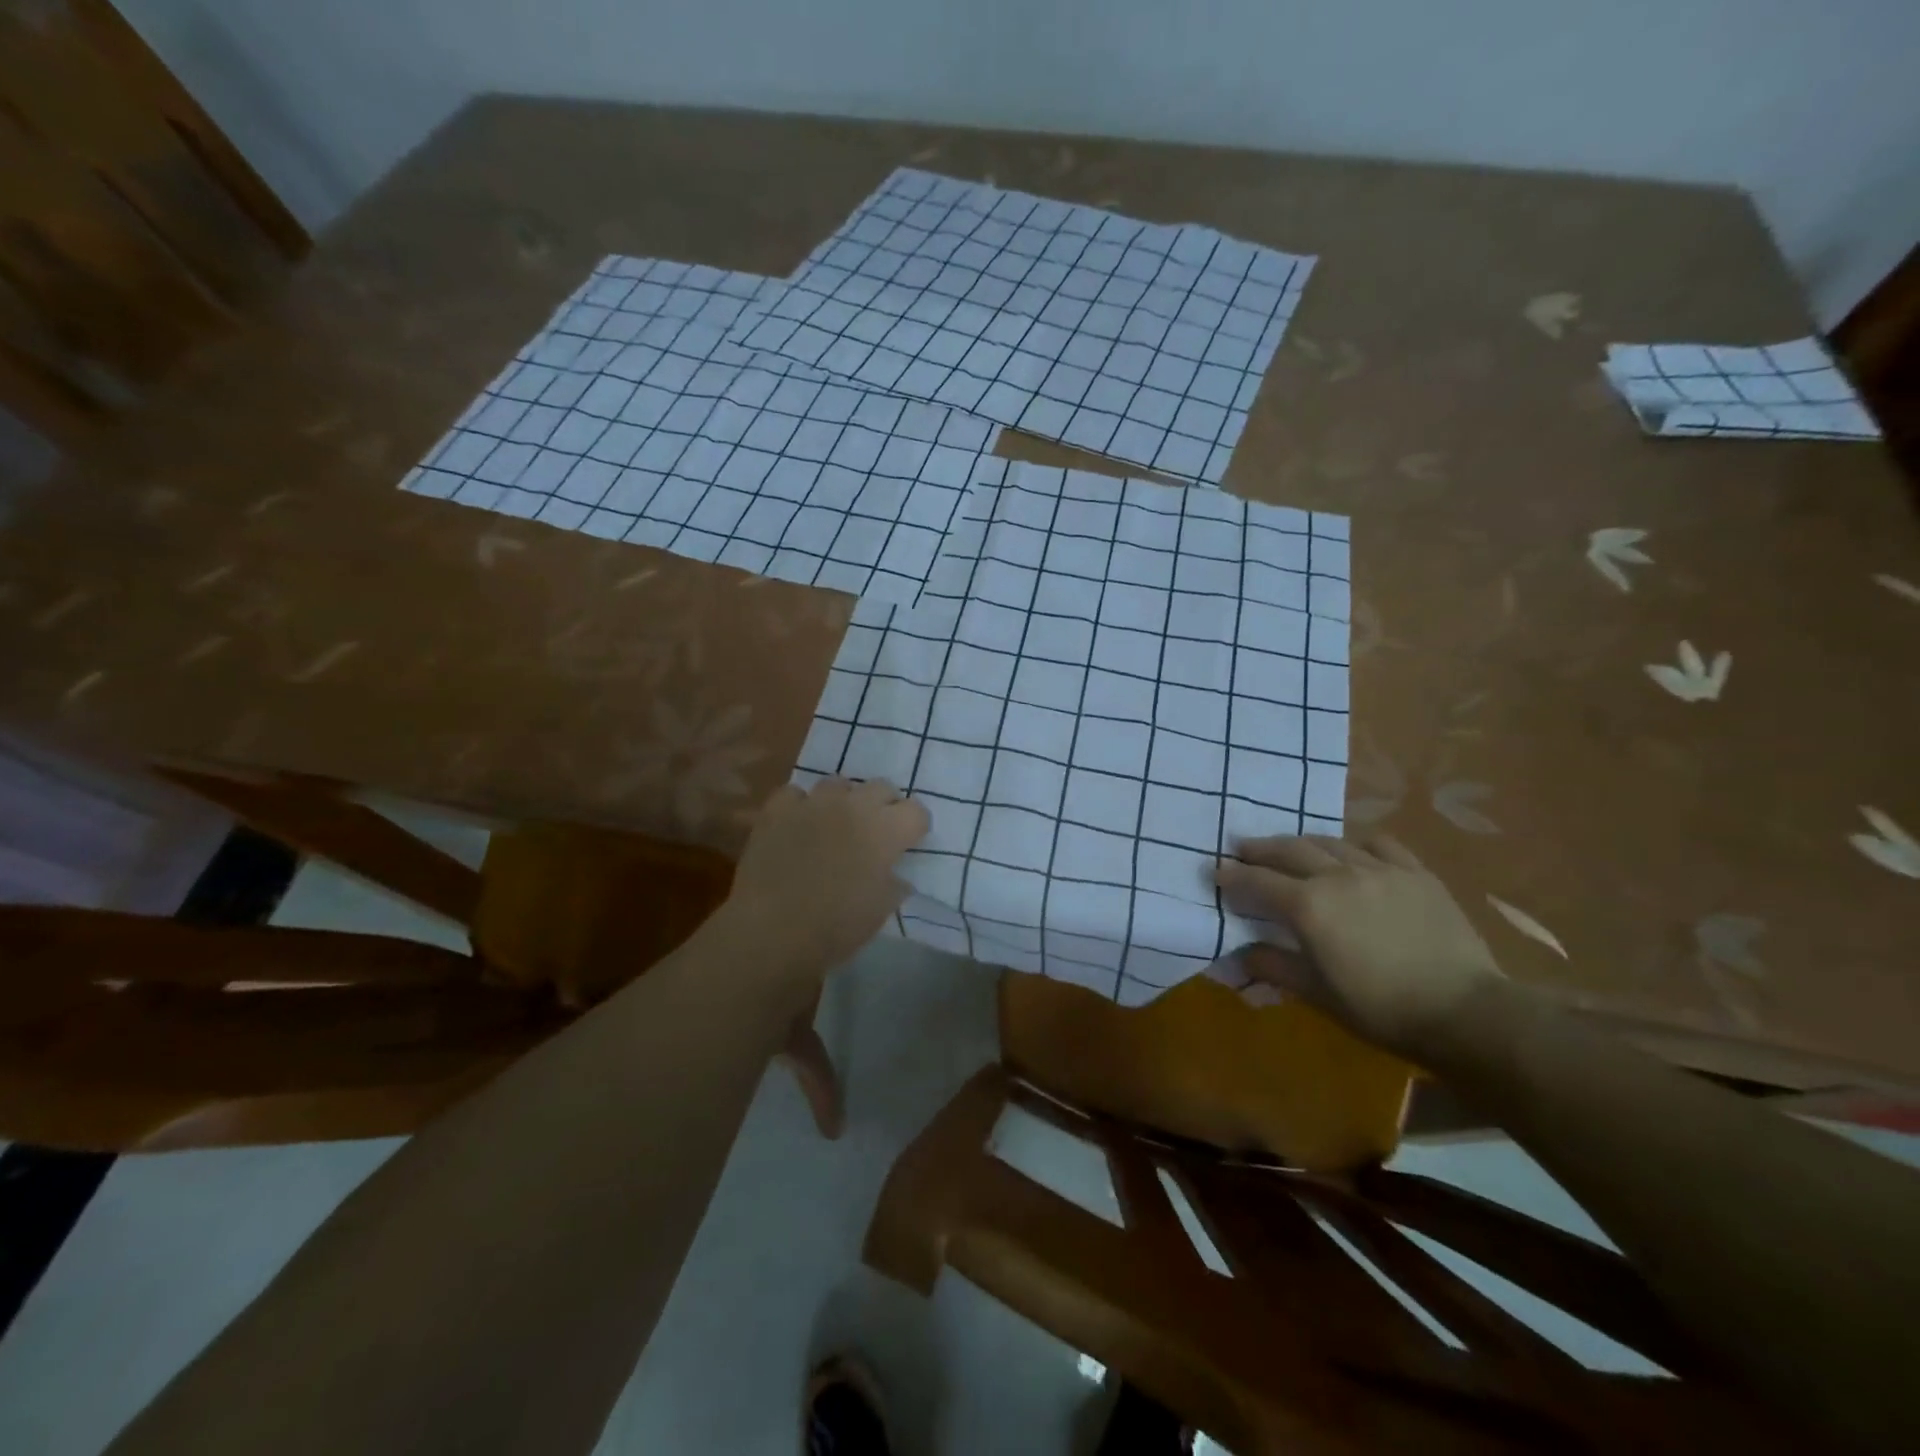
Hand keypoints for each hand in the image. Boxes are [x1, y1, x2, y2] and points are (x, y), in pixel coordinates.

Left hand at [725, 778, 928, 974]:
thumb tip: (897, 876)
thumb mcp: (880, 912)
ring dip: (843, 801)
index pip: (917, 811)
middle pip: (881, 787)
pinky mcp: (777, 809)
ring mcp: (813, 803)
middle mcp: (854, 806)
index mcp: (885, 831)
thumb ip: (894, 885)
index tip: (908, 843)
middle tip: (874, 833)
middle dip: (884, 806)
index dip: (915, 827)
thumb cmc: (835, 927)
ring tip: (835, 825)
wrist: (771, 930)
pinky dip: (800, 807)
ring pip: (838, 784)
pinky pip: (795, 794)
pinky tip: (796, 826)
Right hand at [1215, 834, 1504, 1058]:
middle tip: (1243, 849)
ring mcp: (1380, 869)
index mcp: (1309, 906)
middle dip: (1260, 849)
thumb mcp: (1318, 994)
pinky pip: (1379, 843)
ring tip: (1290, 847)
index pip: (1258, 882)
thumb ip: (1274, 967)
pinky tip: (1352, 850)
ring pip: (1330, 842)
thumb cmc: (1382, 1009)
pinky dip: (1356, 843)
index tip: (1215, 871)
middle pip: (1289, 851)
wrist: (1466, 1012)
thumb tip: (1238, 955)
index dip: (1232, 876)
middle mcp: (1338, 876)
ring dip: (1302, 842)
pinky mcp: (1415, 873)